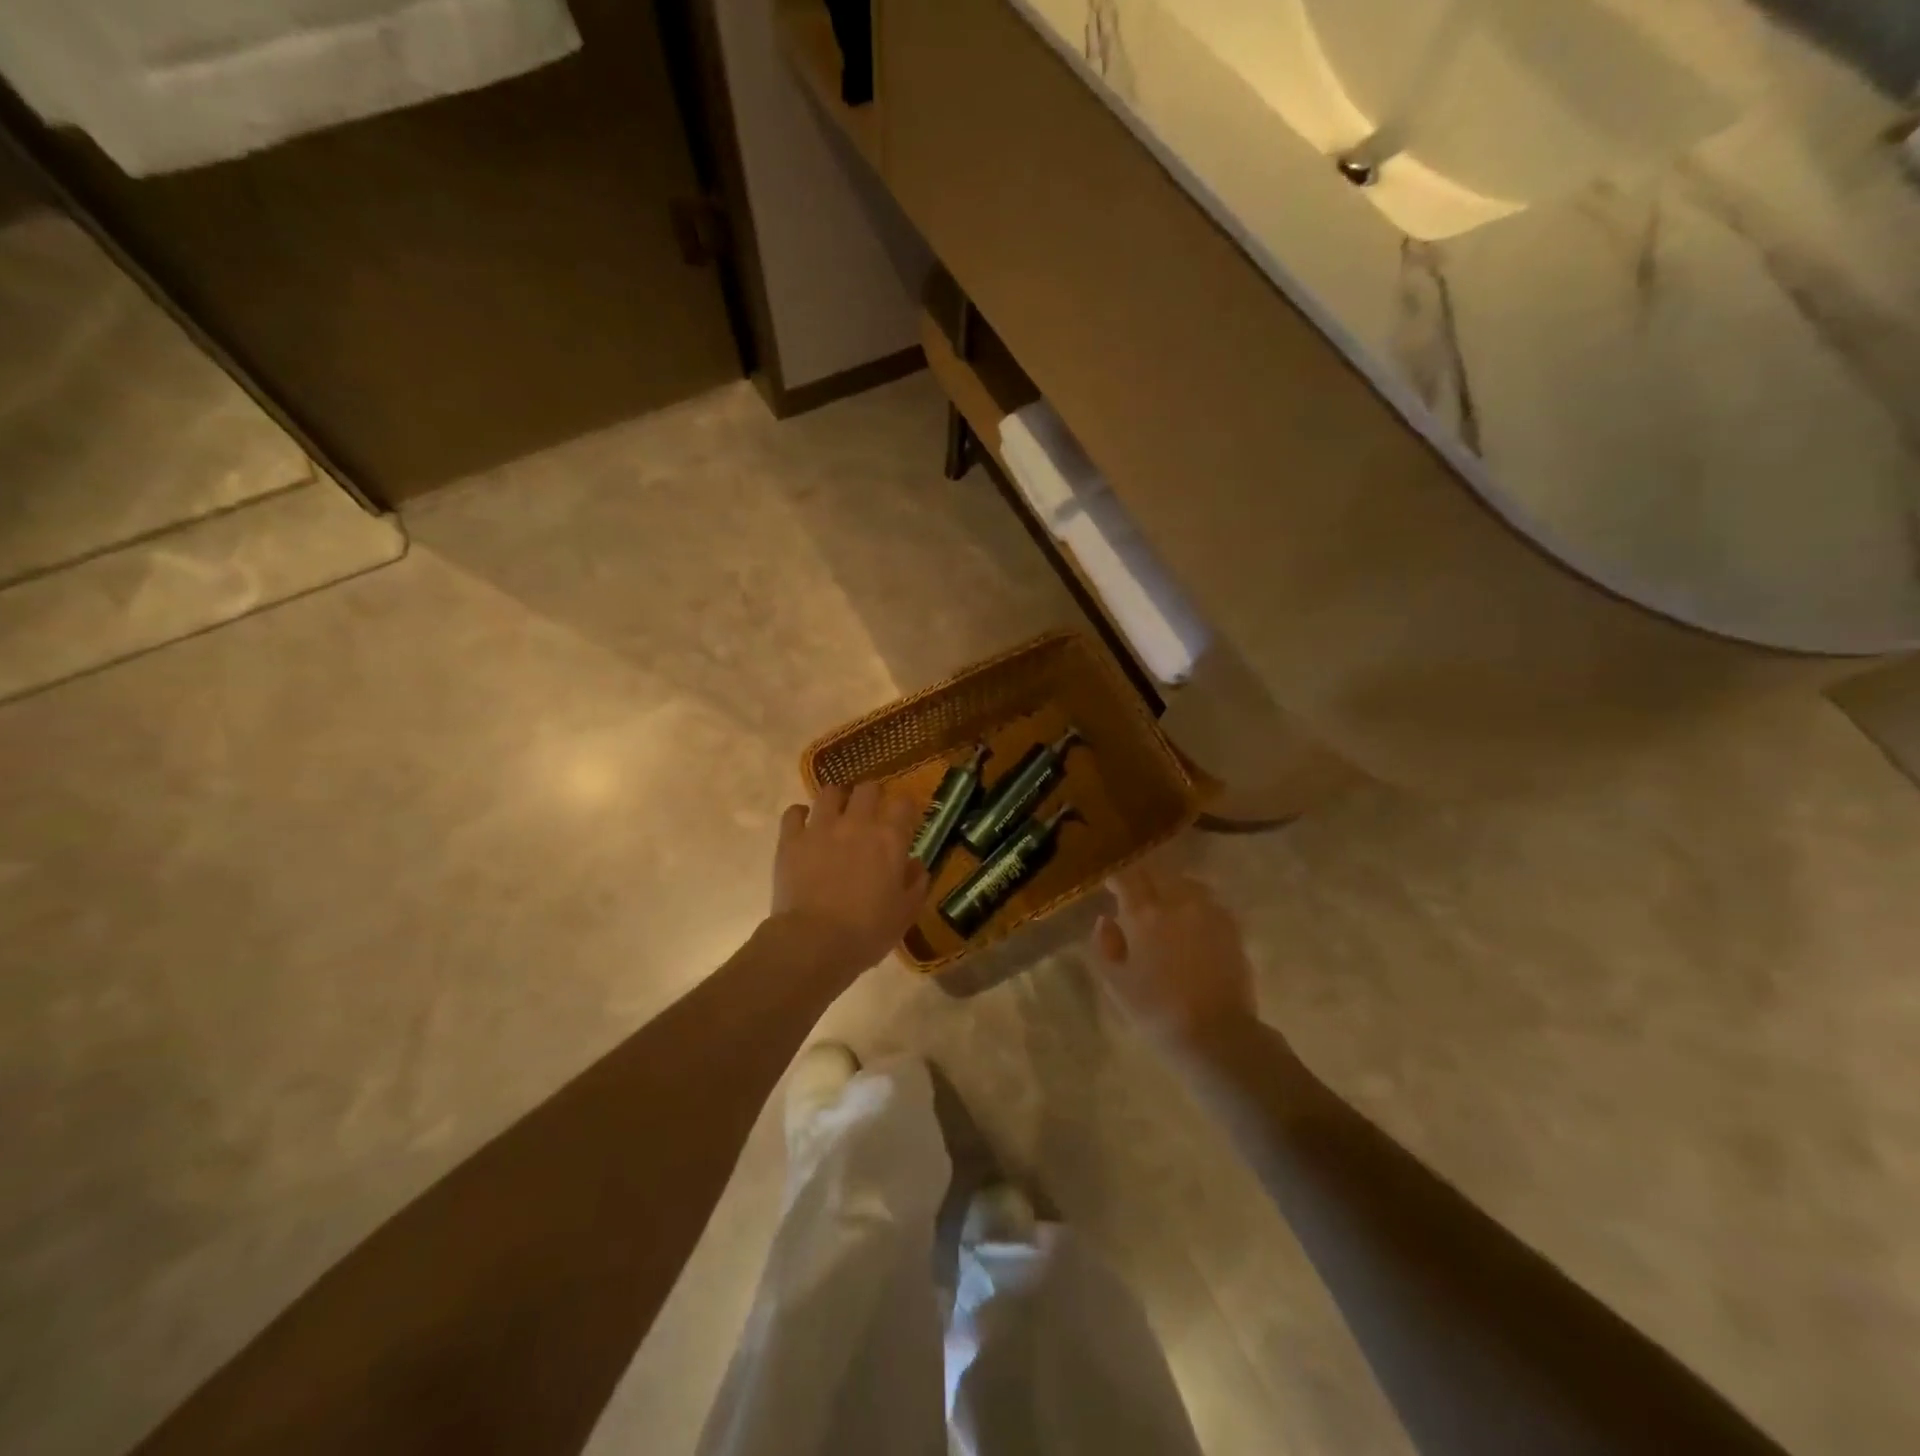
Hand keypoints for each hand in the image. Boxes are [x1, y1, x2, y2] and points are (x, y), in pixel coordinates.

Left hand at [770, 782, 929, 979]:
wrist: (815, 942)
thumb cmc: (868, 931)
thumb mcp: (905, 913)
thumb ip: (916, 883)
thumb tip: (917, 865)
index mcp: (889, 839)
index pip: (904, 803)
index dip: (906, 808)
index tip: (906, 820)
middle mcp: (857, 823)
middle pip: (867, 789)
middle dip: (872, 796)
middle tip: (870, 813)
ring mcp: (820, 828)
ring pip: (829, 792)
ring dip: (836, 800)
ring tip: (836, 814)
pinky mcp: (791, 839)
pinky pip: (794, 812)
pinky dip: (800, 815)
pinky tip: (804, 826)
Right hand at [1092, 861, 1258, 1049]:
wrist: (1216, 1034)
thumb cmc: (1156, 1012)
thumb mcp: (1115, 983)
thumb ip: (1105, 946)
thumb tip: (1105, 920)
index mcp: (1143, 915)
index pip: (1127, 880)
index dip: (1118, 880)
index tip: (1113, 887)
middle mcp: (1176, 903)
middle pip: (1158, 875)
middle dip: (1144, 879)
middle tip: (1137, 892)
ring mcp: (1207, 912)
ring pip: (1186, 883)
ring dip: (1172, 886)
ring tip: (1167, 900)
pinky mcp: (1231, 927)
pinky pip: (1209, 901)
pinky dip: (1196, 902)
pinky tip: (1193, 917)